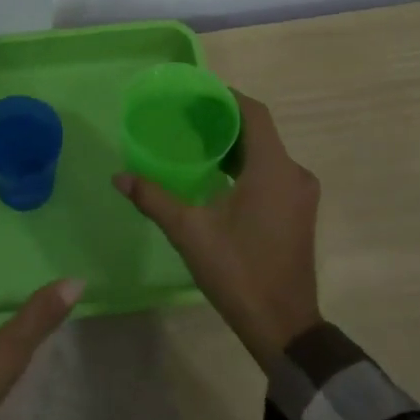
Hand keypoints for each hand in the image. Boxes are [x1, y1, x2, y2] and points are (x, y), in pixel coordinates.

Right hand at [114, 90, 321, 370]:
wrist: (283, 325)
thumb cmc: (238, 271)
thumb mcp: (189, 231)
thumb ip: (154, 198)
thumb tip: (119, 176)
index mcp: (273, 169)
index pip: (253, 113)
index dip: (226, 98)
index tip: (194, 94)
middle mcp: (294, 174)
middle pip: (259, 131)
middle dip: (224, 121)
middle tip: (185, 118)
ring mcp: (300, 194)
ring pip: (266, 154)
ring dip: (234, 146)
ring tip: (195, 144)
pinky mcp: (298, 212)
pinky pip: (272, 173)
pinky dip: (246, 166)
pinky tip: (216, 177)